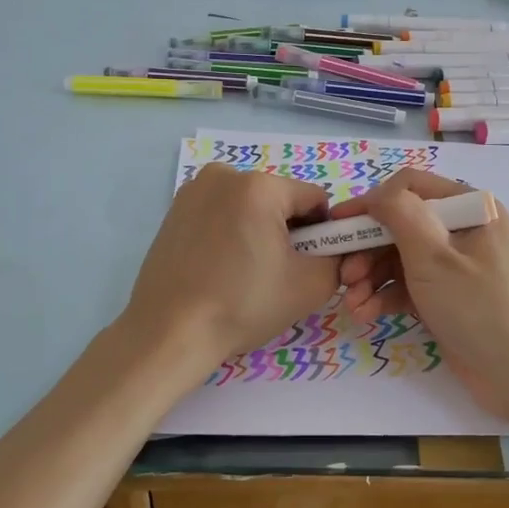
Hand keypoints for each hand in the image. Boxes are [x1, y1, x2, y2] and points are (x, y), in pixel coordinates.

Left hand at [120, 165, 340, 373]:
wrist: (170, 332)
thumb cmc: (242, 305)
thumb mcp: (310, 286)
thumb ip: (338, 259)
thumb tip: (334, 250)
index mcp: (260, 186)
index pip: (314, 199)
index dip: (322, 233)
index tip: (307, 265)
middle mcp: (224, 175)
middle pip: (279, 199)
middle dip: (287, 230)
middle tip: (275, 274)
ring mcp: (194, 190)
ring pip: (249, 206)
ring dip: (258, 231)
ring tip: (244, 274)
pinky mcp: (174, 210)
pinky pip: (221, 213)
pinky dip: (229, 233)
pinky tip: (219, 268)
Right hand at [329, 169, 508, 420]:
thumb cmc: (478, 307)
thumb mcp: (434, 257)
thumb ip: (401, 215)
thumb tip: (376, 194)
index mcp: (470, 208)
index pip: (409, 187)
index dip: (370, 203)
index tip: (337, 226)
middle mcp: (462, 228)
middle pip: (400, 225)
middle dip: (367, 249)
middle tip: (343, 275)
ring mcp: (455, 263)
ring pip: (399, 257)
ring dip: (371, 277)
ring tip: (351, 303)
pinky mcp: (447, 294)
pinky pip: (408, 284)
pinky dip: (386, 296)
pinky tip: (365, 313)